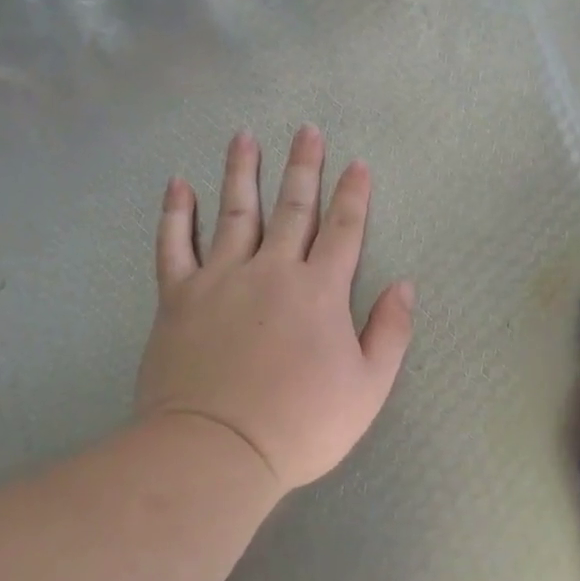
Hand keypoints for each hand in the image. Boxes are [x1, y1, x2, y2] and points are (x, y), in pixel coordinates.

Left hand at [136, 126, 415, 496]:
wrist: (218, 450)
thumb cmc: (302, 424)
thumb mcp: (368, 387)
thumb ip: (390, 331)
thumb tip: (404, 285)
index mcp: (320, 291)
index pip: (343, 229)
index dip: (353, 195)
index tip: (357, 163)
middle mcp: (272, 270)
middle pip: (291, 207)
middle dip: (303, 167)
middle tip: (306, 129)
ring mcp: (221, 279)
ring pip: (234, 212)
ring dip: (241, 172)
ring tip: (244, 137)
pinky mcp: (178, 297)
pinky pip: (174, 245)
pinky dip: (176, 213)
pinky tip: (178, 185)